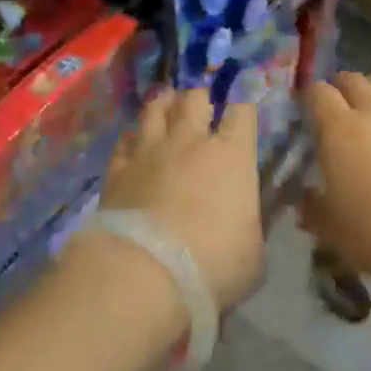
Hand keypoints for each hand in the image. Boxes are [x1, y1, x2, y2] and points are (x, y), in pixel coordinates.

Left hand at [98, 90, 265, 310]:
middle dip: (200, 96)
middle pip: (195, 97)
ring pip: (156, 108)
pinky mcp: (118, 169)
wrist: (144, 274)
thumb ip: (251, 227)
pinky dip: (131, 140)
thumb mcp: (252, 254)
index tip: (244, 106)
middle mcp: (191, 140)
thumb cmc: (212, 264)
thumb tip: (248, 223)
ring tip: (166, 105)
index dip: (244, 104)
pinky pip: (124, 141)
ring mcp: (150, 150)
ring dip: (164, 104)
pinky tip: (133, 145)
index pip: (243, 110)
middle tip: (201, 105)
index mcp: (232, 155)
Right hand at [298, 73, 370, 285]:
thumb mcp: (330, 228)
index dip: (308, 95)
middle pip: (352, 80)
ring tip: (367, 96)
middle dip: (338, 84)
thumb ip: (311, 209)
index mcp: (338, 129)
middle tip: (333, 99)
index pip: (318, 94)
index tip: (303, 106)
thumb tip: (302, 199)